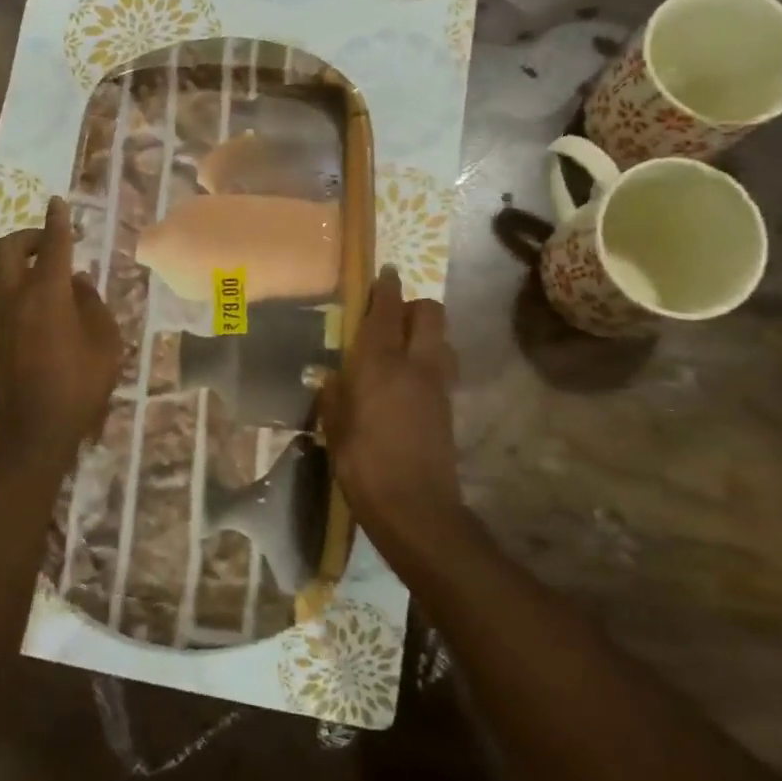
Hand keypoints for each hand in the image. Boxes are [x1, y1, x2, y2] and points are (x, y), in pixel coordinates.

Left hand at [0, 197, 122, 460]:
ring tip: (47, 271)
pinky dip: (15, 282)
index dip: (57, 221)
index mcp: (47, 293)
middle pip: (8, 248)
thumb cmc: (81, 383)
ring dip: (19, 260)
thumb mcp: (105, 341)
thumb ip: (92, 303)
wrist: (36, 428)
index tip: (58, 202)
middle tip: (52, 241)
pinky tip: (38, 299)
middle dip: (29, 236)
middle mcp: (16, 296)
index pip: (53, 245)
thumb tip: (77, 282)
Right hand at [319, 266, 464, 561]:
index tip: (385, 272)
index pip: (386, 310)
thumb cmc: (364, 465)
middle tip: (391, 315)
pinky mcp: (449, 405)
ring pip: (442, 336)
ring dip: (427, 330)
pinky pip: (443, 364)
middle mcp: (415, 363)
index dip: (386, 287)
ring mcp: (438, 383)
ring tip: (403, 345)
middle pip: (429, 312)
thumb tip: (333, 377)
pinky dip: (431, 357)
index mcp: (380, 363)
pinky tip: (410, 379)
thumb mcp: (335, 429)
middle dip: (413, 304)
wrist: (416, 508)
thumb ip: (334, 395)